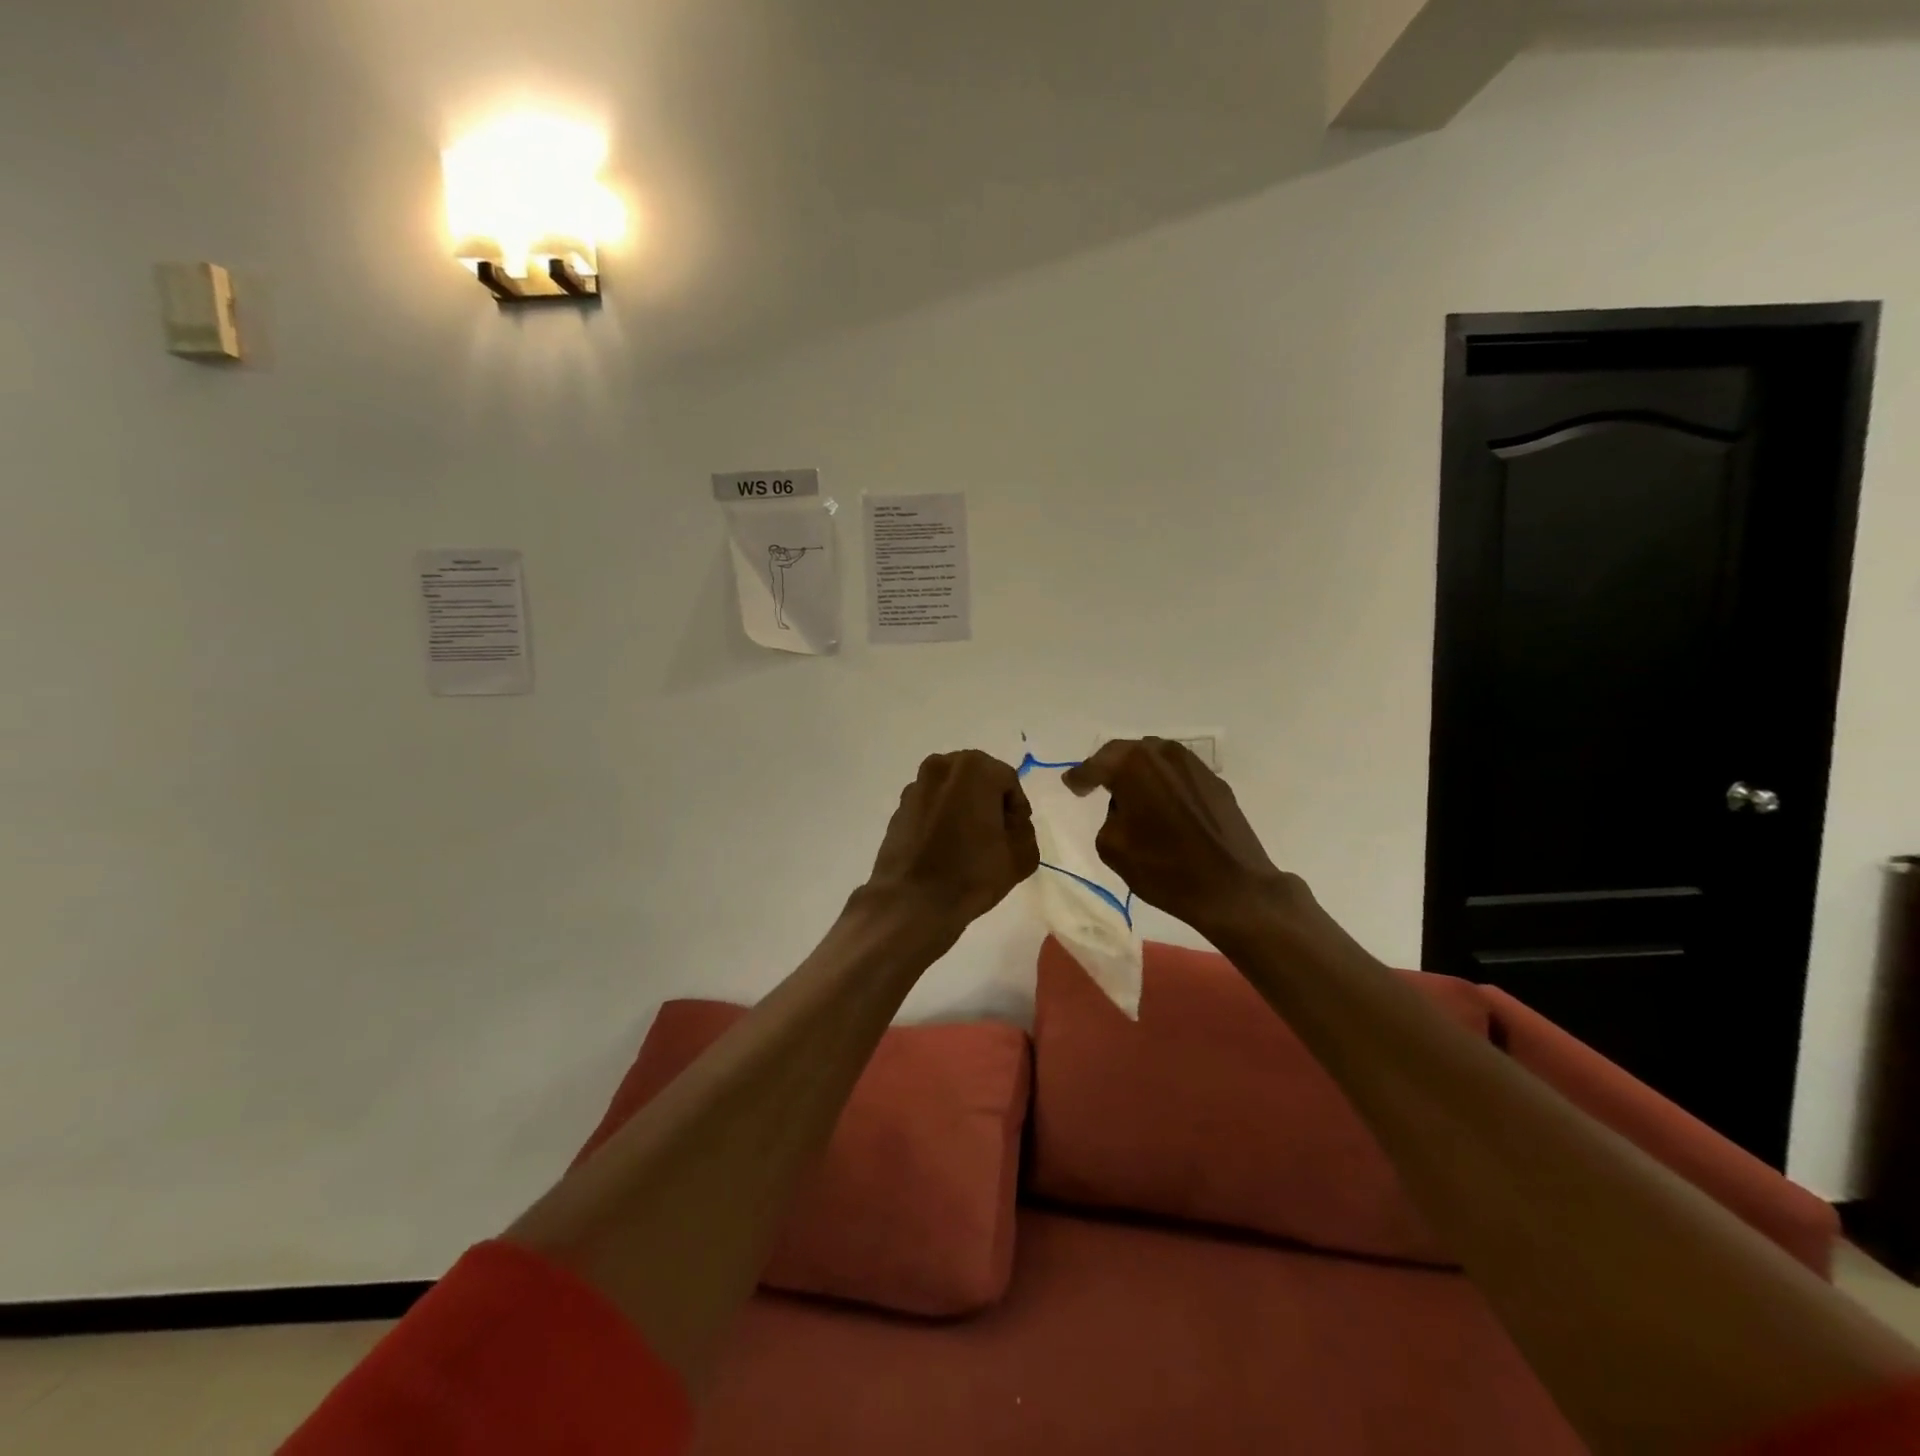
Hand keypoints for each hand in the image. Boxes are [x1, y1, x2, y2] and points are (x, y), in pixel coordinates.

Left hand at [862, 751, 1040, 933]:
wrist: (911, 901)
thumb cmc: (971, 874)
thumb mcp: (1021, 856)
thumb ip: (1025, 830)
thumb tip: (1010, 824)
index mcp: (975, 769)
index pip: (1008, 781)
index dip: (1017, 809)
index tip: (1015, 835)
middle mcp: (942, 766)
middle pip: (978, 779)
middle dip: (989, 803)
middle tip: (996, 836)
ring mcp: (916, 786)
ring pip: (952, 791)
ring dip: (964, 808)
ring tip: (969, 843)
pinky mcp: (899, 808)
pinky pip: (931, 806)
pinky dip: (941, 818)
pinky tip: (945, 848)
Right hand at [1064, 738, 1298, 933]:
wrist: (1233, 888)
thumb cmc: (1165, 868)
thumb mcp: (1112, 847)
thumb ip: (1109, 816)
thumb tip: (1124, 808)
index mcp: (1133, 765)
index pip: (1096, 764)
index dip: (1080, 777)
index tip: (1071, 785)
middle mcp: (1164, 754)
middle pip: (1127, 753)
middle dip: (1110, 768)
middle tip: (1097, 785)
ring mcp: (1194, 766)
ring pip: (1156, 760)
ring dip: (1140, 774)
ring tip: (1132, 796)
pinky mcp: (1216, 783)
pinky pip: (1178, 776)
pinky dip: (1164, 785)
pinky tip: (1163, 807)